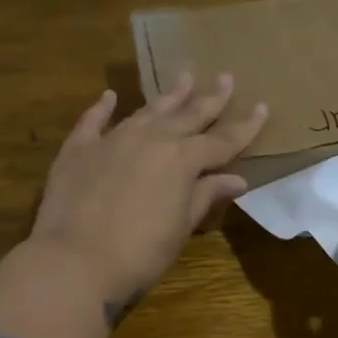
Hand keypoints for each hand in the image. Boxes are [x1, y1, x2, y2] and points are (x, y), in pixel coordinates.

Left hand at [30, 73, 267, 317]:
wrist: (74, 260)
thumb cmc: (139, 252)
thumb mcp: (180, 227)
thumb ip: (205, 196)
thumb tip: (236, 179)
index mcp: (182, 160)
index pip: (222, 140)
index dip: (244, 126)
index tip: (262, 107)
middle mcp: (151, 139)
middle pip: (188, 115)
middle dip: (210, 98)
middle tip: (226, 77)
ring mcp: (113, 140)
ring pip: (148, 110)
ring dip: (169, 95)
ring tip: (185, 76)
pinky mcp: (79, 150)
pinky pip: (93, 121)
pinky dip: (103, 107)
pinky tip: (110, 97)